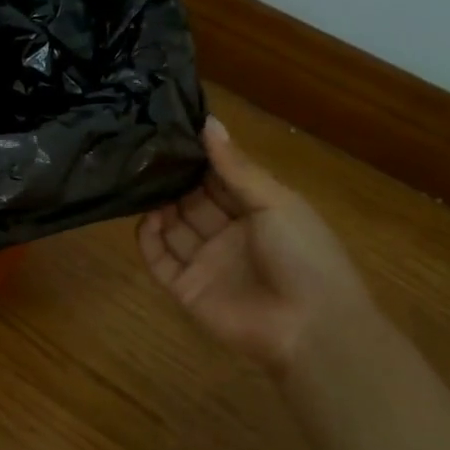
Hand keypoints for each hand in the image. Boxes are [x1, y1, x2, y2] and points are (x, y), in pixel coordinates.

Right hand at [138, 116, 375, 375]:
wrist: (310, 327)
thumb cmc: (303, 255)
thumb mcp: (274, 202)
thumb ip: (236, 167)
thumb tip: (208, 122)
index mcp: (257, 212)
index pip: (219, 179)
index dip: (198, 158)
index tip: (170, 131)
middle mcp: (228, 235)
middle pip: (192, 201)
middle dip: (173, 180)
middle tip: (144, 152)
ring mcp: (206, 263)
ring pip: (173, 228)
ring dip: (159, 206)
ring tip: (139, 181)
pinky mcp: (186, 289)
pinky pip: (161, 261)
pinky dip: (149, 240)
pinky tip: (143, 219)